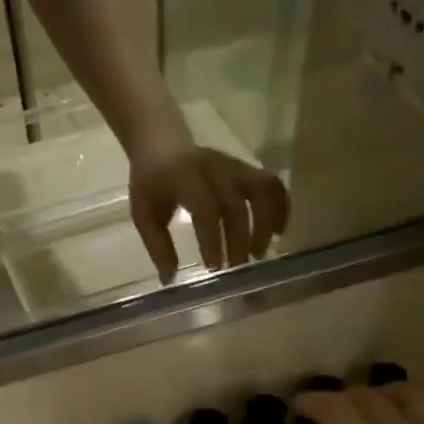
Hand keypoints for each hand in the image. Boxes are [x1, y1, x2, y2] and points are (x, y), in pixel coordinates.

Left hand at [130, 137, 288, 280]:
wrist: (161, 143)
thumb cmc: (151, 184)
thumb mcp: (144, 215)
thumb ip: (157, 246)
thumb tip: (170, 280)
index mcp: (184, 177)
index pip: (205, 208)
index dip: (212, 239)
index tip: (214, 268)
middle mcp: (214, 168)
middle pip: (236, 205)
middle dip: (239, 241)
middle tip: (237, 270)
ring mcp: (233, 165)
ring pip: (262, 190)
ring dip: (266, 223)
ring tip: (259, 253)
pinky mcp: (246, 167)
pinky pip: (271, 183)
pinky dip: (280, 206)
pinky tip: (279, 231)